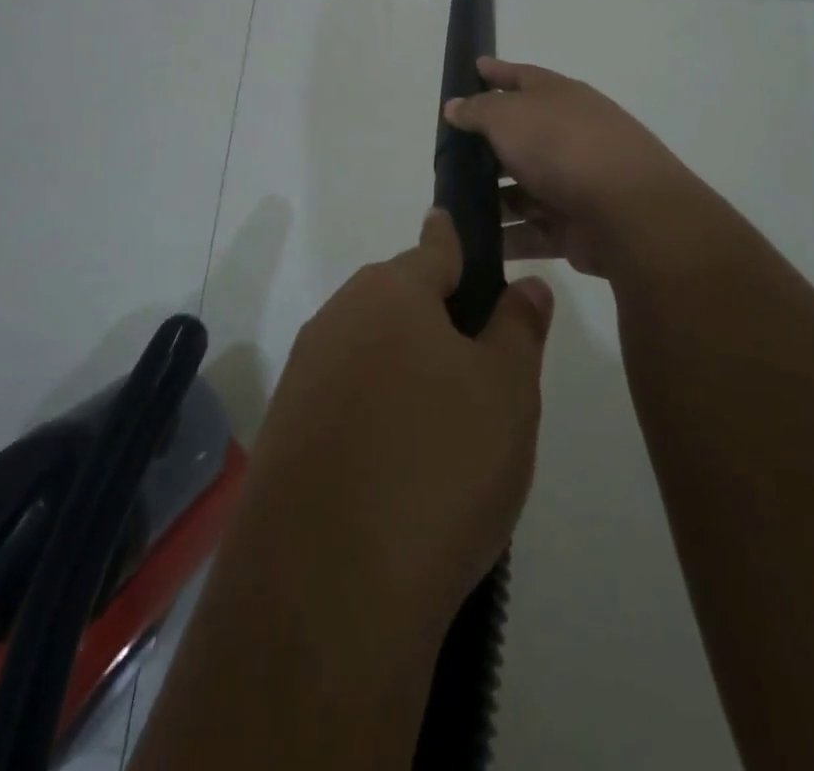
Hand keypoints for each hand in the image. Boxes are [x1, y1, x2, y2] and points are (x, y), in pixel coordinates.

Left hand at [232, 211, 553, 640]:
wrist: (328, 587)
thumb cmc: (438, 463)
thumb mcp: (506, 392)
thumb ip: (518, 328)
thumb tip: (526, 284)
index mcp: (390, 292)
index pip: (434, 247)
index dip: (455, 239)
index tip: (456, 226)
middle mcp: (338, 318)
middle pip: (399, 300)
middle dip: (438, 317)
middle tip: (482, 367)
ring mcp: (304, 375)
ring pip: (371, 350)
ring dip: (407, 369)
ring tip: (448, 426)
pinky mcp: (286, 431)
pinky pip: (345, 399)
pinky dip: (375, 412)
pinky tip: (400, 464)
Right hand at [443, 57, 702, 278]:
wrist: (629, 212)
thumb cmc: (562, 146)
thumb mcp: (509, 116)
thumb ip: (478, 111)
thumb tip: (455, 105)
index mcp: (560, 99)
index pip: (523, 77)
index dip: (497, 72)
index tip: (474, 67)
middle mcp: (568, 137)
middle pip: (520, 138)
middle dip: (485, 148)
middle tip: (445, 157)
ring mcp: (573, 184)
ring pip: (522, 191)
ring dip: (491, 200)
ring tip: (450, 207)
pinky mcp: (574, 228)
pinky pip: (531, 232)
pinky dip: (505, 237)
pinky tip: (471, 243)